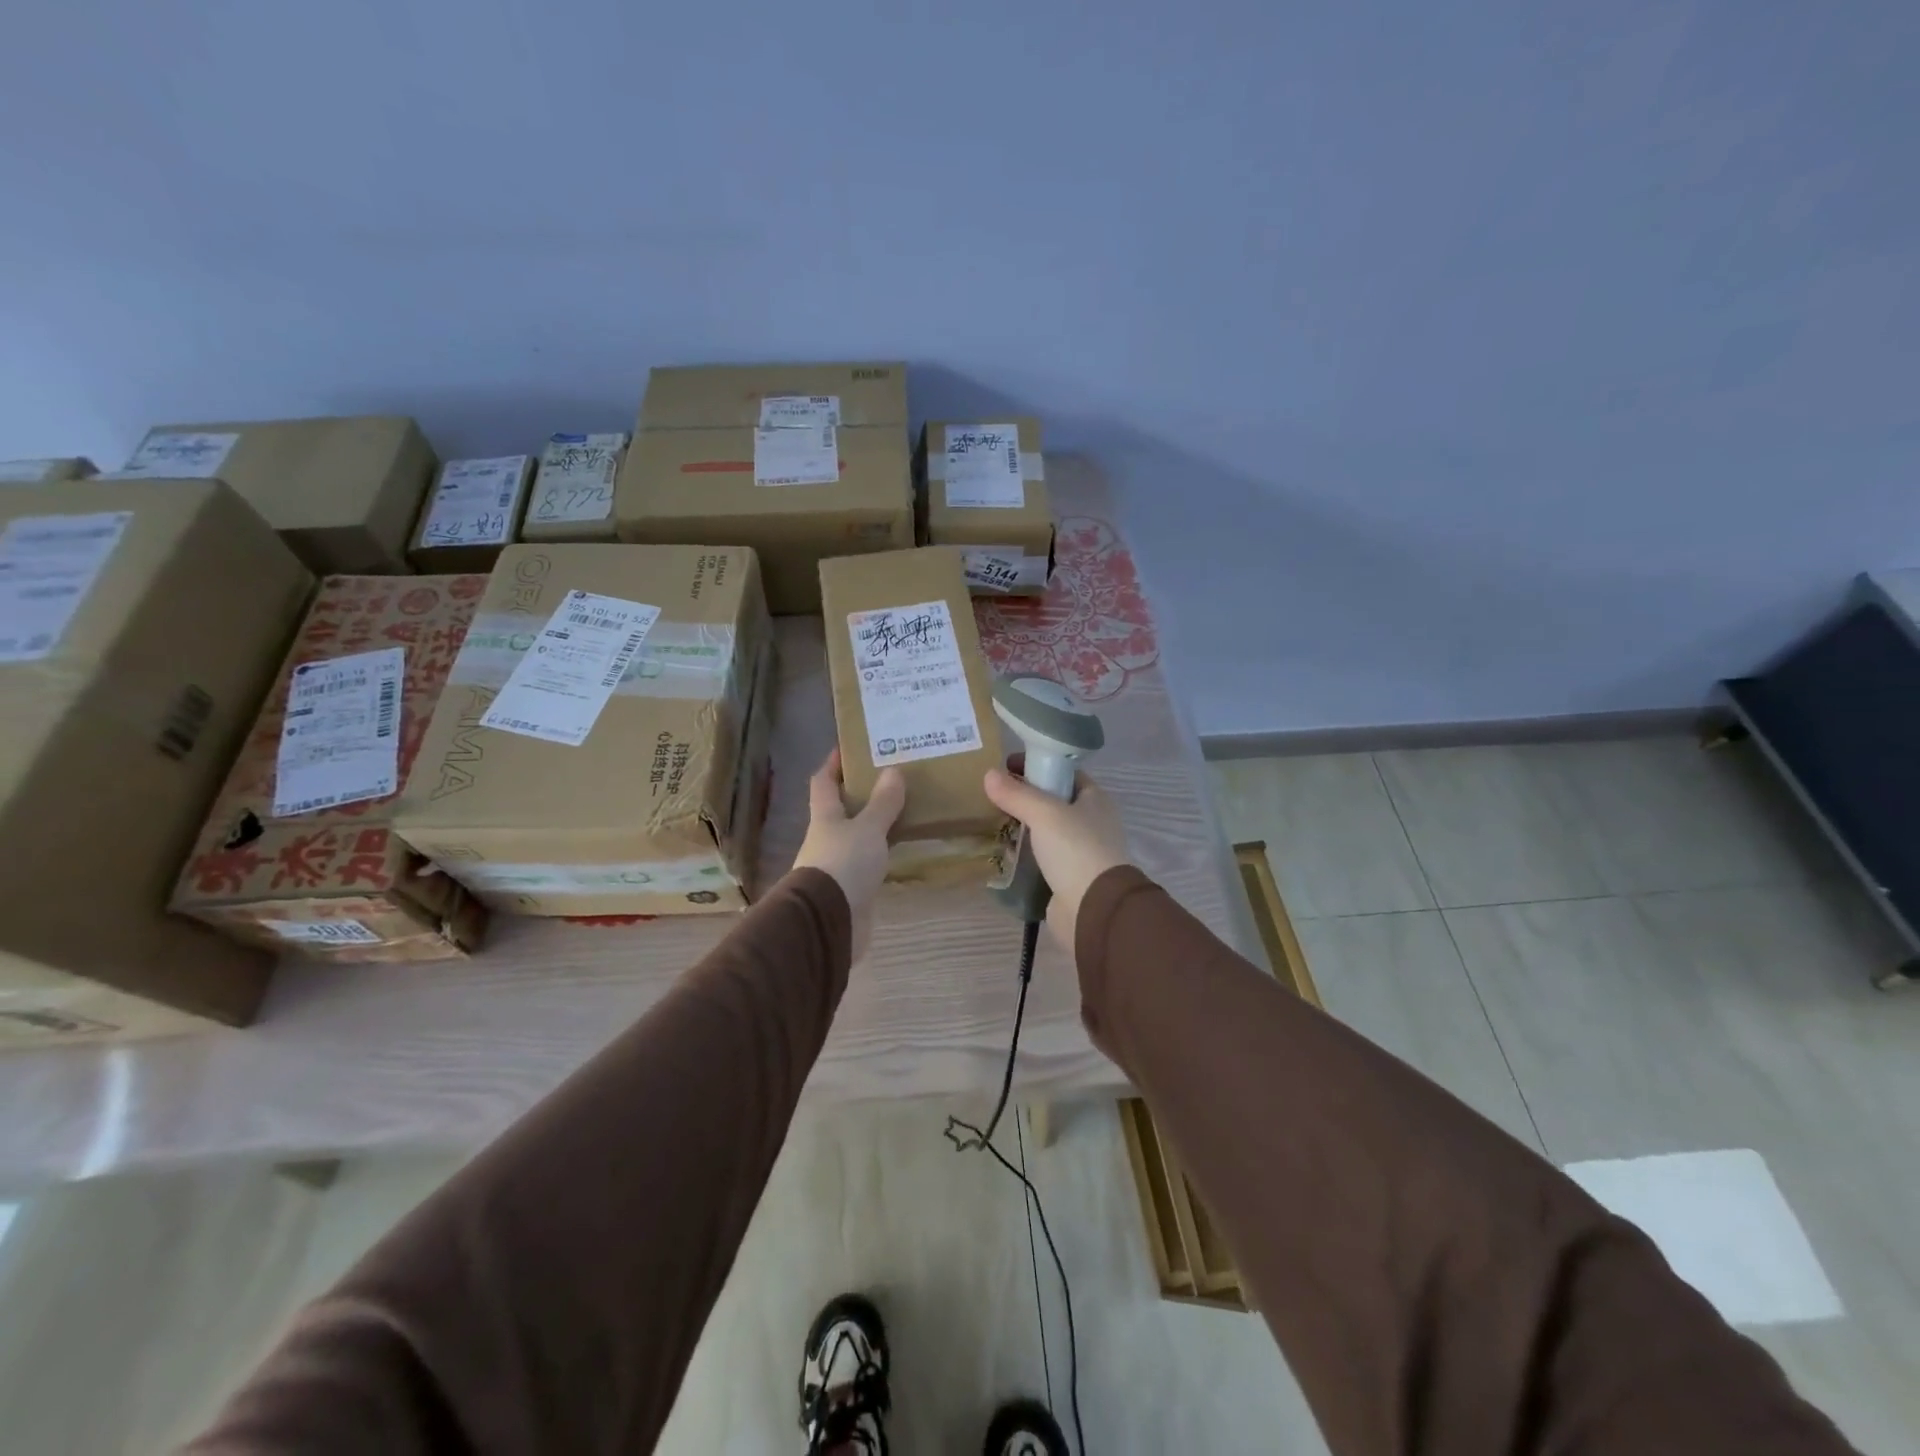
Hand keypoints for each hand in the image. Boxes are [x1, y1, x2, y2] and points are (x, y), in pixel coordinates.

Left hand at [793, 749, 905, 961]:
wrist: (829, 921)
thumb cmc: (844, 864)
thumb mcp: (868, 829)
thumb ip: (882, 803)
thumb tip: (893, 770)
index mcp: (824, 816)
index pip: (823, 782)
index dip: (833, 764)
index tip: (848, 747)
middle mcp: (826, 837)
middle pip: (839, 809)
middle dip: (859, 793)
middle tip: (889, 776)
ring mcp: (836, 864)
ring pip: (855, 835)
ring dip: (872, 823)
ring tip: (901, 808)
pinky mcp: (850, 888)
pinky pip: (867, 861)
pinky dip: (880, 851)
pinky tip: (898, 847)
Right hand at [983, 764, 1131, 949]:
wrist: (1093, 909)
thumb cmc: (1076, 850)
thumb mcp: (1044, 813)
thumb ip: (1017, 794)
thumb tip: (989, 774)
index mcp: (1095, 800)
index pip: (1065, 773)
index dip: (1038, 765)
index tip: (1007, 766)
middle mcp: (1091, 823)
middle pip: (1053, 802)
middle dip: (1025, 798)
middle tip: (993, 795)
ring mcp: (1080, 852)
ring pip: (1045, 832)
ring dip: (1022, 827)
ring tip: (991, 821)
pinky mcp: (1067, 877)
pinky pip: (1040, 858)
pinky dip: (1023, 854)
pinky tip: (1001, 851)